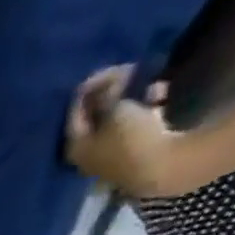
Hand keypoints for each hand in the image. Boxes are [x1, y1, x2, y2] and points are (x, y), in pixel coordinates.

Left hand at [65, 66, 193, 199]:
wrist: (160, 167)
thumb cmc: (130, 138)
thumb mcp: (114, 109)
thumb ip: (106, 94)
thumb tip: (106, 85)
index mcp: (74, 147)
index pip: (74, 112)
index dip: (90, 86)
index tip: (110, 67)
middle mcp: (86, 155)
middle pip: (94, 116)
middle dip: (110, 90)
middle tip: (128, 70)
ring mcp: (109, 156)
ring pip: (116, 118)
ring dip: (130, 97)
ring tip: (146, 80)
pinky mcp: (132, 154)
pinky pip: (134, 124)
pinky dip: (144, 107)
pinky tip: (159, 93)